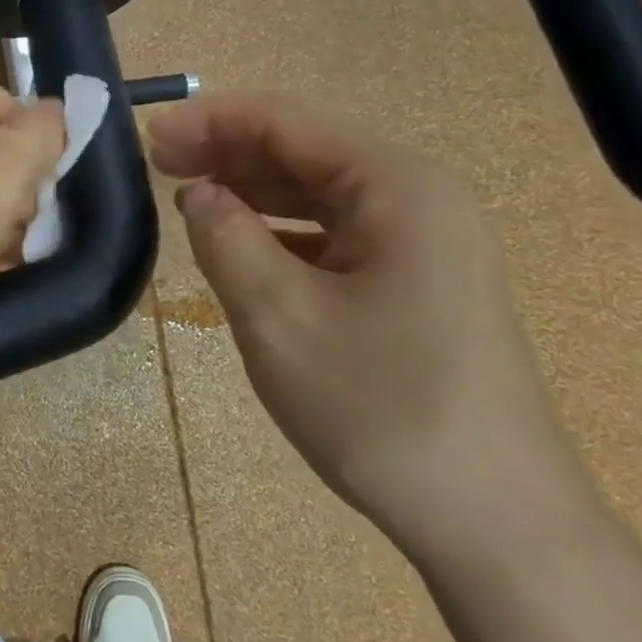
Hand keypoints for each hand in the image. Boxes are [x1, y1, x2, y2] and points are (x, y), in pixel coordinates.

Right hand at [149, 94, 582, 552]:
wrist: (493, 521)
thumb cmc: (380, 407)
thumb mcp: (278, 316)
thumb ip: (225, 238)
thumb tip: (198, 193)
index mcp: (395, 186)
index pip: (286, 123)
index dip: (211, 120)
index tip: (148, 135)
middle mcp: (417, 199)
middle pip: (304, 152)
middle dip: (227, 152)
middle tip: (157, 163)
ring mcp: (424, 244)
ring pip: (318, 195)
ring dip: (251, 190)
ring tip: (186, 196)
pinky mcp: (417, 284)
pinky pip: (334, 236)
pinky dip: (280, 231)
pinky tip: (242, 244)